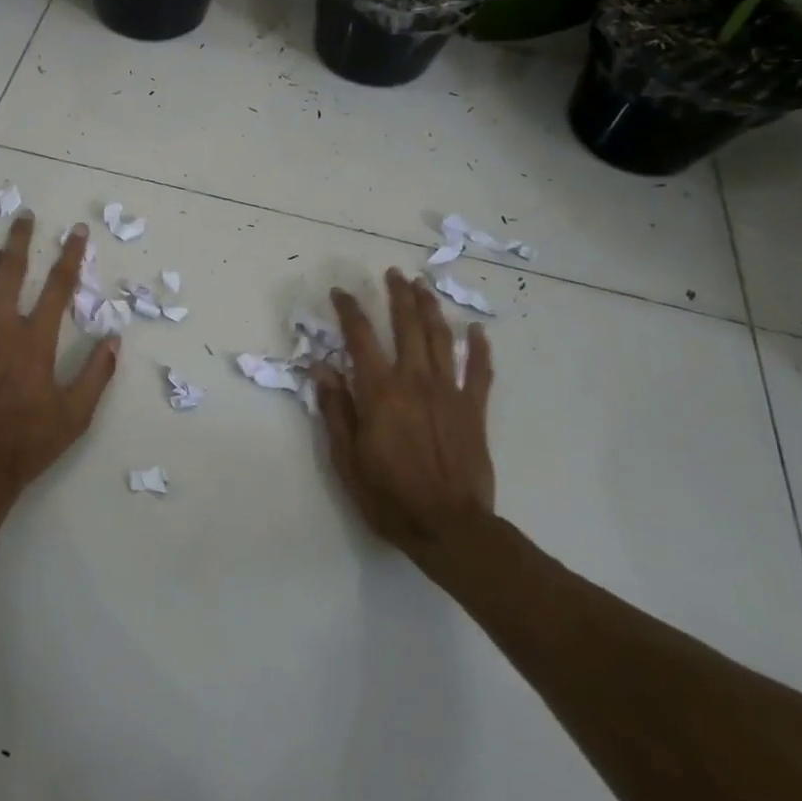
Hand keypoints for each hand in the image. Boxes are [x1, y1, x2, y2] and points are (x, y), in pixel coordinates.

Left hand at [0, 215, 119, 512]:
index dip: (71, 255)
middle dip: (19, 239)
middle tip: (25, 218)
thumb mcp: (76, 414)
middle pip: (9, 269)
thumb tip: (114, 339)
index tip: (77, 232)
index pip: (58, 286)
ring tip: (0, 256)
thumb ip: (97, 373)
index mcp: (34, 341)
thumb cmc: (29, 442)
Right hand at [310, 269, 495, 554]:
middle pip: (407, 327)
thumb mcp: (346, 457)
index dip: (349, 310)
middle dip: (398, 296)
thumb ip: (335, 409)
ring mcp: (450, 393)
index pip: (361, 338)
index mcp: (380, 392)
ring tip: (424, 287)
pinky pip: (480, 371)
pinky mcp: (474, 410)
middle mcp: (415, 381)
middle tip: (393, 273)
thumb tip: (321, 367)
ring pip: (442, 339)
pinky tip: (477, 329)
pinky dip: (479, 348)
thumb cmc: (389, 495)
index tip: (340, 292)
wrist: (449, 527)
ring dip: (432, 309)